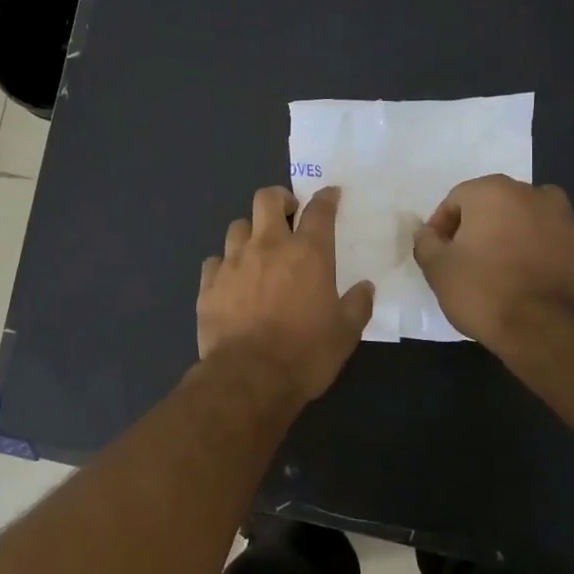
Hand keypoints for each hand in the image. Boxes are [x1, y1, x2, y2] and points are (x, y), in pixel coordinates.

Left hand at [198, 186, 373, 406]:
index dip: (326, 197)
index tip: (330, 195)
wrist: (249, 378)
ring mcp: (233, 262)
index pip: (319, 210)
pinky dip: (225, 264)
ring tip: (257, 249)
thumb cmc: (305, 354)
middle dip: (279, 199)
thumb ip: (357, 305)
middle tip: (288, 214)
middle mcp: (268, 246)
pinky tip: (231, 279)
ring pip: (238, 226)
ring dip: (250, 232)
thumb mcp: (345, 334)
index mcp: (308, 253)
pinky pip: (214, 260)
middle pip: (267, 198)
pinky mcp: (208, 284)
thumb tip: (365, 287)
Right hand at [411, 176, 573, 348]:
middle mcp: (532, 193)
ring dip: (508, 236)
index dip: (441, 226)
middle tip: (464, 259)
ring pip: (523, 220)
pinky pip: (546, 241)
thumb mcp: (437, 268)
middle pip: (492, 205)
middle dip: (476, 227)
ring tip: (496, 269)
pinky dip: (533, 251)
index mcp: (493, 191)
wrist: (546, 328)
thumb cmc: (483, 290)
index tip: (438, 253)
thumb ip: (426, 242)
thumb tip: (428, 233)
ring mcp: (564, 218)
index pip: (456, 199)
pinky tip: (523, 279)